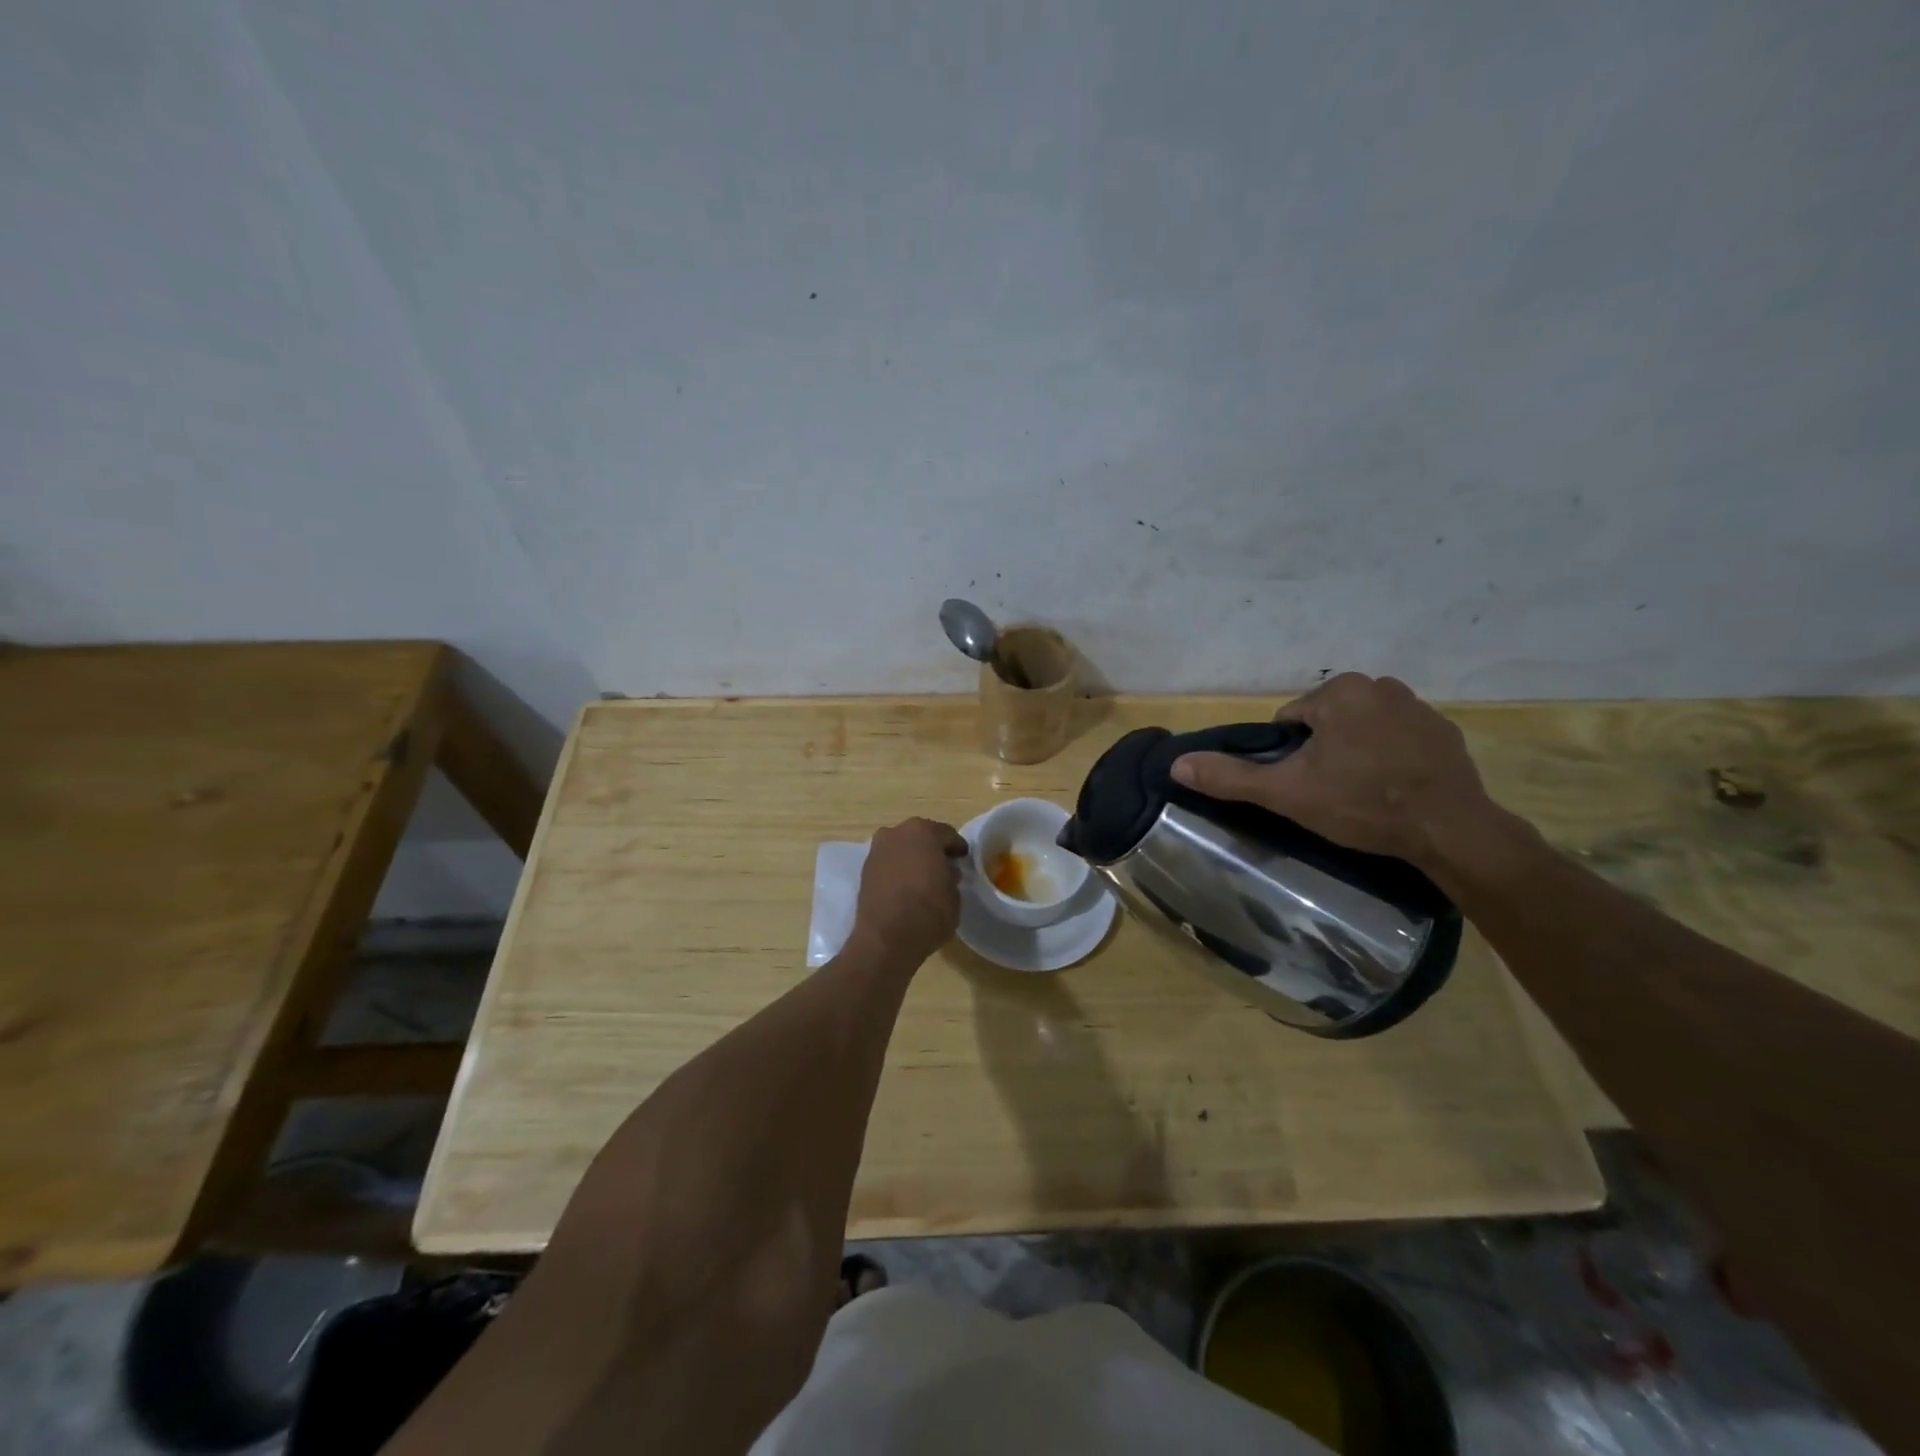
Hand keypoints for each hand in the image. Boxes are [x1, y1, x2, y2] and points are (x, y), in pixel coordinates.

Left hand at [852, 817, 967, 962]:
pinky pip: (887, 864)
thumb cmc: (929, 911)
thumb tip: (945, 871)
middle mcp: (896, 833)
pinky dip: (897, 871)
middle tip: (943, 867)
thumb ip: (951, 876)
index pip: (946, 834)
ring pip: (901, 849)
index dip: (957, 847)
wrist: (886, 939)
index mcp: (923, 831)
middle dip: (932, 849)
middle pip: (920, 837)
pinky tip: (905, 887)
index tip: (963, 859)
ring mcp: (876, 851)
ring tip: (923, 879)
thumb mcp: (954, 894)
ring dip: (912, 859)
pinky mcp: (864, 871)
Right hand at [1170, 673, 1503, 871]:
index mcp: (1339, 692)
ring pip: (1363, 728)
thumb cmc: (1360, 803)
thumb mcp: (1286, 792)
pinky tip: (1395, 789)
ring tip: (1364, 793)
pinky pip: (1400, 739)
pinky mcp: (1446, 732)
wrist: (1450, 829)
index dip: (1289, 755)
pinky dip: (1392, 757)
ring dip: (1357, 751)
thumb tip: (1177, 764)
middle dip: (1324, 750)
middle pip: (1328, 720)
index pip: (1291, 720)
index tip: (1304, 784)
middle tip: (1332, 792)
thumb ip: (1230, 777)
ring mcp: (1419, 707)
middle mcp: (1380, 686)